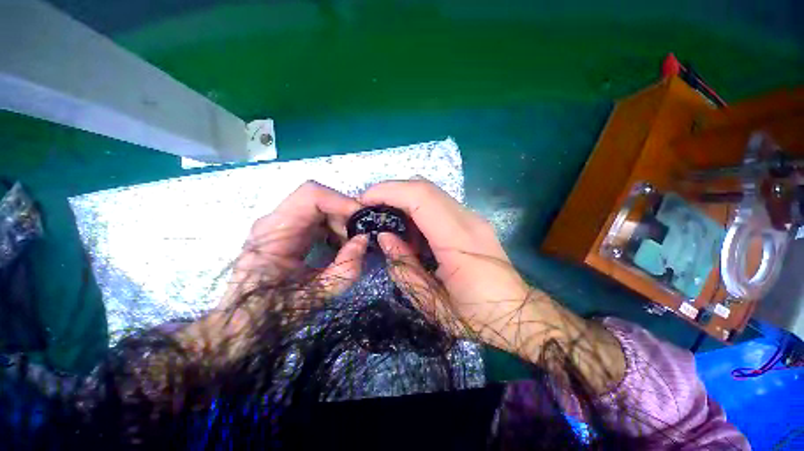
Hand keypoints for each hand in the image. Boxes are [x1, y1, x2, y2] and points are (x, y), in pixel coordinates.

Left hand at [223, 180, 368, 306]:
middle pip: (320, 199)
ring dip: (341, 223)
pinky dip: (334, 229)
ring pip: (321, 207)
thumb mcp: (317, 294)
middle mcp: (275, 220)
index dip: (342, 202)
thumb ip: (346, 268)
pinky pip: (318, 219)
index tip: (362, 221)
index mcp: (275, 231)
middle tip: (358, 238)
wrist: (245, 324)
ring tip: (349, 246)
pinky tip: (338, 247)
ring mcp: (281, 224)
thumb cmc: (274, 311)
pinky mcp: (288, 231)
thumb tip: (364, 240)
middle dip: (345, 216)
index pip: (311, 194)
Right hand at [360, 178, 530, 348]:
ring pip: (431, 192)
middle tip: (370, 207)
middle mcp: (468, 220)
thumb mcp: (432, 303)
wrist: (517, 314)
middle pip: (425, 187)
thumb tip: (385, 236)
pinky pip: (439, 203)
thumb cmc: (476, 317)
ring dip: (403, 198)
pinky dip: (416, 207)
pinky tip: (408, 227)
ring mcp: (473, 218)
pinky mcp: (472, 221)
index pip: (421, 198)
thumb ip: (405, 267)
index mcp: (458, 241)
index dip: (389, 192)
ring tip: (385, 217)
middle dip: (392, 190)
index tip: (364, 200)